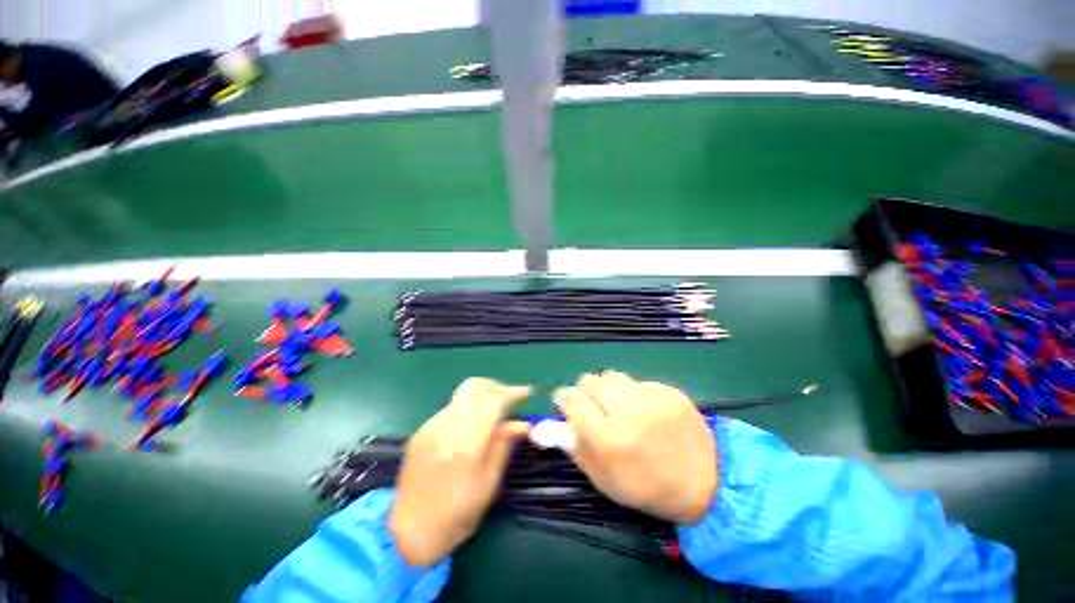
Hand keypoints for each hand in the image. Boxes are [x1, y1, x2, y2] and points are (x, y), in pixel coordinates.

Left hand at [389, 378, 531, 566]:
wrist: (407, 532)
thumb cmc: (455, 516)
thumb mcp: (488, 485)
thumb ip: (504, 447)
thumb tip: (523, 424)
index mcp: (465, 443)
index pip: (493, 400)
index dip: (513, 393)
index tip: (528, 394)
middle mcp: (446, 426)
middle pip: (475, 386)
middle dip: (497, 387)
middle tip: (511, 400)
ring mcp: (431, 426)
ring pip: (463, 395)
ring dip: (483, 396)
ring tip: (495, 413)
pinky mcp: (421, 430)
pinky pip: (451, 408)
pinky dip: (468, 408)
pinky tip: (473, 427)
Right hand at [556, 371, 717, 523]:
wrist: (705, 483)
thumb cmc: (646, 488)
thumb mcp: (602, 478)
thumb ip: (574, 446)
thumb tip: (553, 421)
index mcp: (607, 438)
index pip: (571, 398)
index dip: (564, 399)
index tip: (567, 404)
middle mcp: (626, 411)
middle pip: (589, 380)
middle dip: (585, 392)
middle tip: (595, 407)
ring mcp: (650, 397)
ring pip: (611, 376)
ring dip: (608, 389)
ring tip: (620, 406)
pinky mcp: (668, 390)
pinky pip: (637, 382)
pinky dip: (633, 393)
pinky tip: (646, 411)